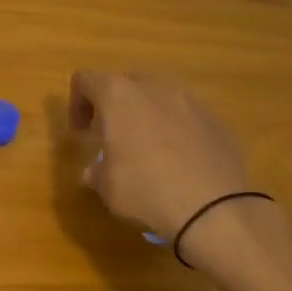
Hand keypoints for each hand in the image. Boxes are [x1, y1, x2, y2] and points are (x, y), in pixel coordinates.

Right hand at [69, 70, 291, 290]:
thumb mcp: (106, 188)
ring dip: (145, 115)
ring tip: (147, 149)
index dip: (76, 104)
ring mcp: (189, 100)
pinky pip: (185, 115)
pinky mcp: (215, 119)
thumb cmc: (147, 191)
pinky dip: (175, 128)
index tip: (81, 134)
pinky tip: (179, 161)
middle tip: (111, 137)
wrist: (215, 210)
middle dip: (113, 106)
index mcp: (119, 96)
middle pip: (124, 83)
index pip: (86, 80)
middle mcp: (154, 87)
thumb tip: (96, 171)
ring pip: (157, 96)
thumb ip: (96, 170)